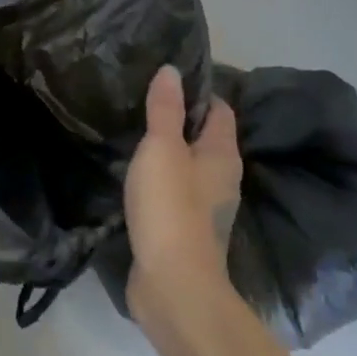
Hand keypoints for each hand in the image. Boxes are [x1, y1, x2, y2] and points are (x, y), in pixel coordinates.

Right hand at [124, 66, 242, 322]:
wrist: (174, 286)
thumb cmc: (171, 207)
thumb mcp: (162, 149)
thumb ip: (166, 109)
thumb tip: (171, 70)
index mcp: (222, 155)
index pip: (219, 109)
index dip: (197, 90)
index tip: (164, 78)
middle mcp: (221, 178)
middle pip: (205, 137)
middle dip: (180, 119)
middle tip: (142, 100)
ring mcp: (206, 208)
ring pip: (189, 166)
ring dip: (168, 151)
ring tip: (134, 132)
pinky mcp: (185, 230)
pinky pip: (175, 192)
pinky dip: (159, 179)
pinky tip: (135, 175)